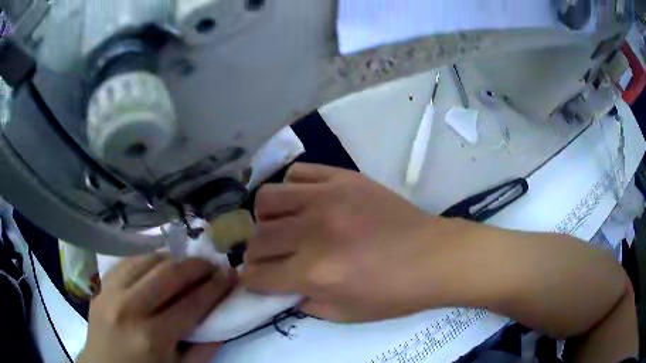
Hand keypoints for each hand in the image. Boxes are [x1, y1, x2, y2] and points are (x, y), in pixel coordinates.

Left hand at [79, 255, 234, 362]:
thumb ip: (203, 349)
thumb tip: (222, 322)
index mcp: (153, 338)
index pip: (190, 304)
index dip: (214, 288)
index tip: (229, 275)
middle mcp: (129, 308)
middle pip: (167, 274)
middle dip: (195, 265)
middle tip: (211, 264)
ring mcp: (110, 293)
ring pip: (145, 260)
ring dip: (171, 258)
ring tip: (186, 263)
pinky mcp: (101, 287)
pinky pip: (127, 262)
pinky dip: (147, 259)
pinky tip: (157, 264)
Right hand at [241, 163, 453, 321]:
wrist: (433, 257)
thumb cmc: (394, 293)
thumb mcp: (345, 314)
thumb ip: (304, 301)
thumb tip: (281, 286)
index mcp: (314, 272)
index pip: (257, 275)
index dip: (249, 280)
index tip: (253, 279)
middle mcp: (314, 232)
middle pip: (257, 238)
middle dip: (255, 253)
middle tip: (270, 257)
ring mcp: (328, 198)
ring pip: (268, 198)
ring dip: (266, 217)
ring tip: (282, 225)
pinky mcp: (344, 178)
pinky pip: (299, 172)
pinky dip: (292, 188)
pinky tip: (305, 201)